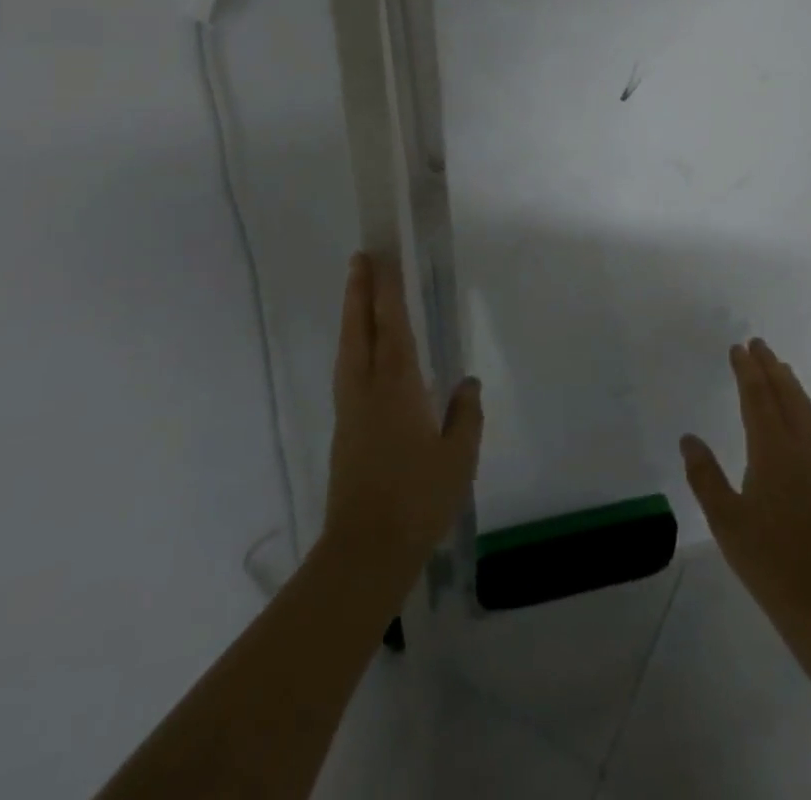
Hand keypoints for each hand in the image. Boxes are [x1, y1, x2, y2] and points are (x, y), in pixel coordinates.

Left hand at [322, 253, 482, 577]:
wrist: (365, 551)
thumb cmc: (418, 499)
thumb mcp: (458, 457)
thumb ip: (465, 414)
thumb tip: (466, 382)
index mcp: (397, 386)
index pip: (391, 326)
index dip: (386, 290)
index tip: (381, 258)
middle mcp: (367, 389)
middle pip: (359, 329)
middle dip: (358, 291)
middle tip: (359, 258)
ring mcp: (350, 409)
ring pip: (348, 349)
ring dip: (351, 315)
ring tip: (356, 293)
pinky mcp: (344, 430)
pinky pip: (347, 371)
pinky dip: (352, 345)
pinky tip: (361, 352)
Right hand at [681, 339, 810, 628]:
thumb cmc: (767, 561)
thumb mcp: (725, 521)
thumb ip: (705, 476)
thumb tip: (689, 438)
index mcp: (773, 454)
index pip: (759, 400)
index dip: (748, 372)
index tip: (738, 348)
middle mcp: (800, 450)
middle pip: (786, 397)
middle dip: (771, 368)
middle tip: (758, 343)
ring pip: (805, 411)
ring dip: (790, 384)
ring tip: (780, 366)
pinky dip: (803, 406)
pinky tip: (798, 412)